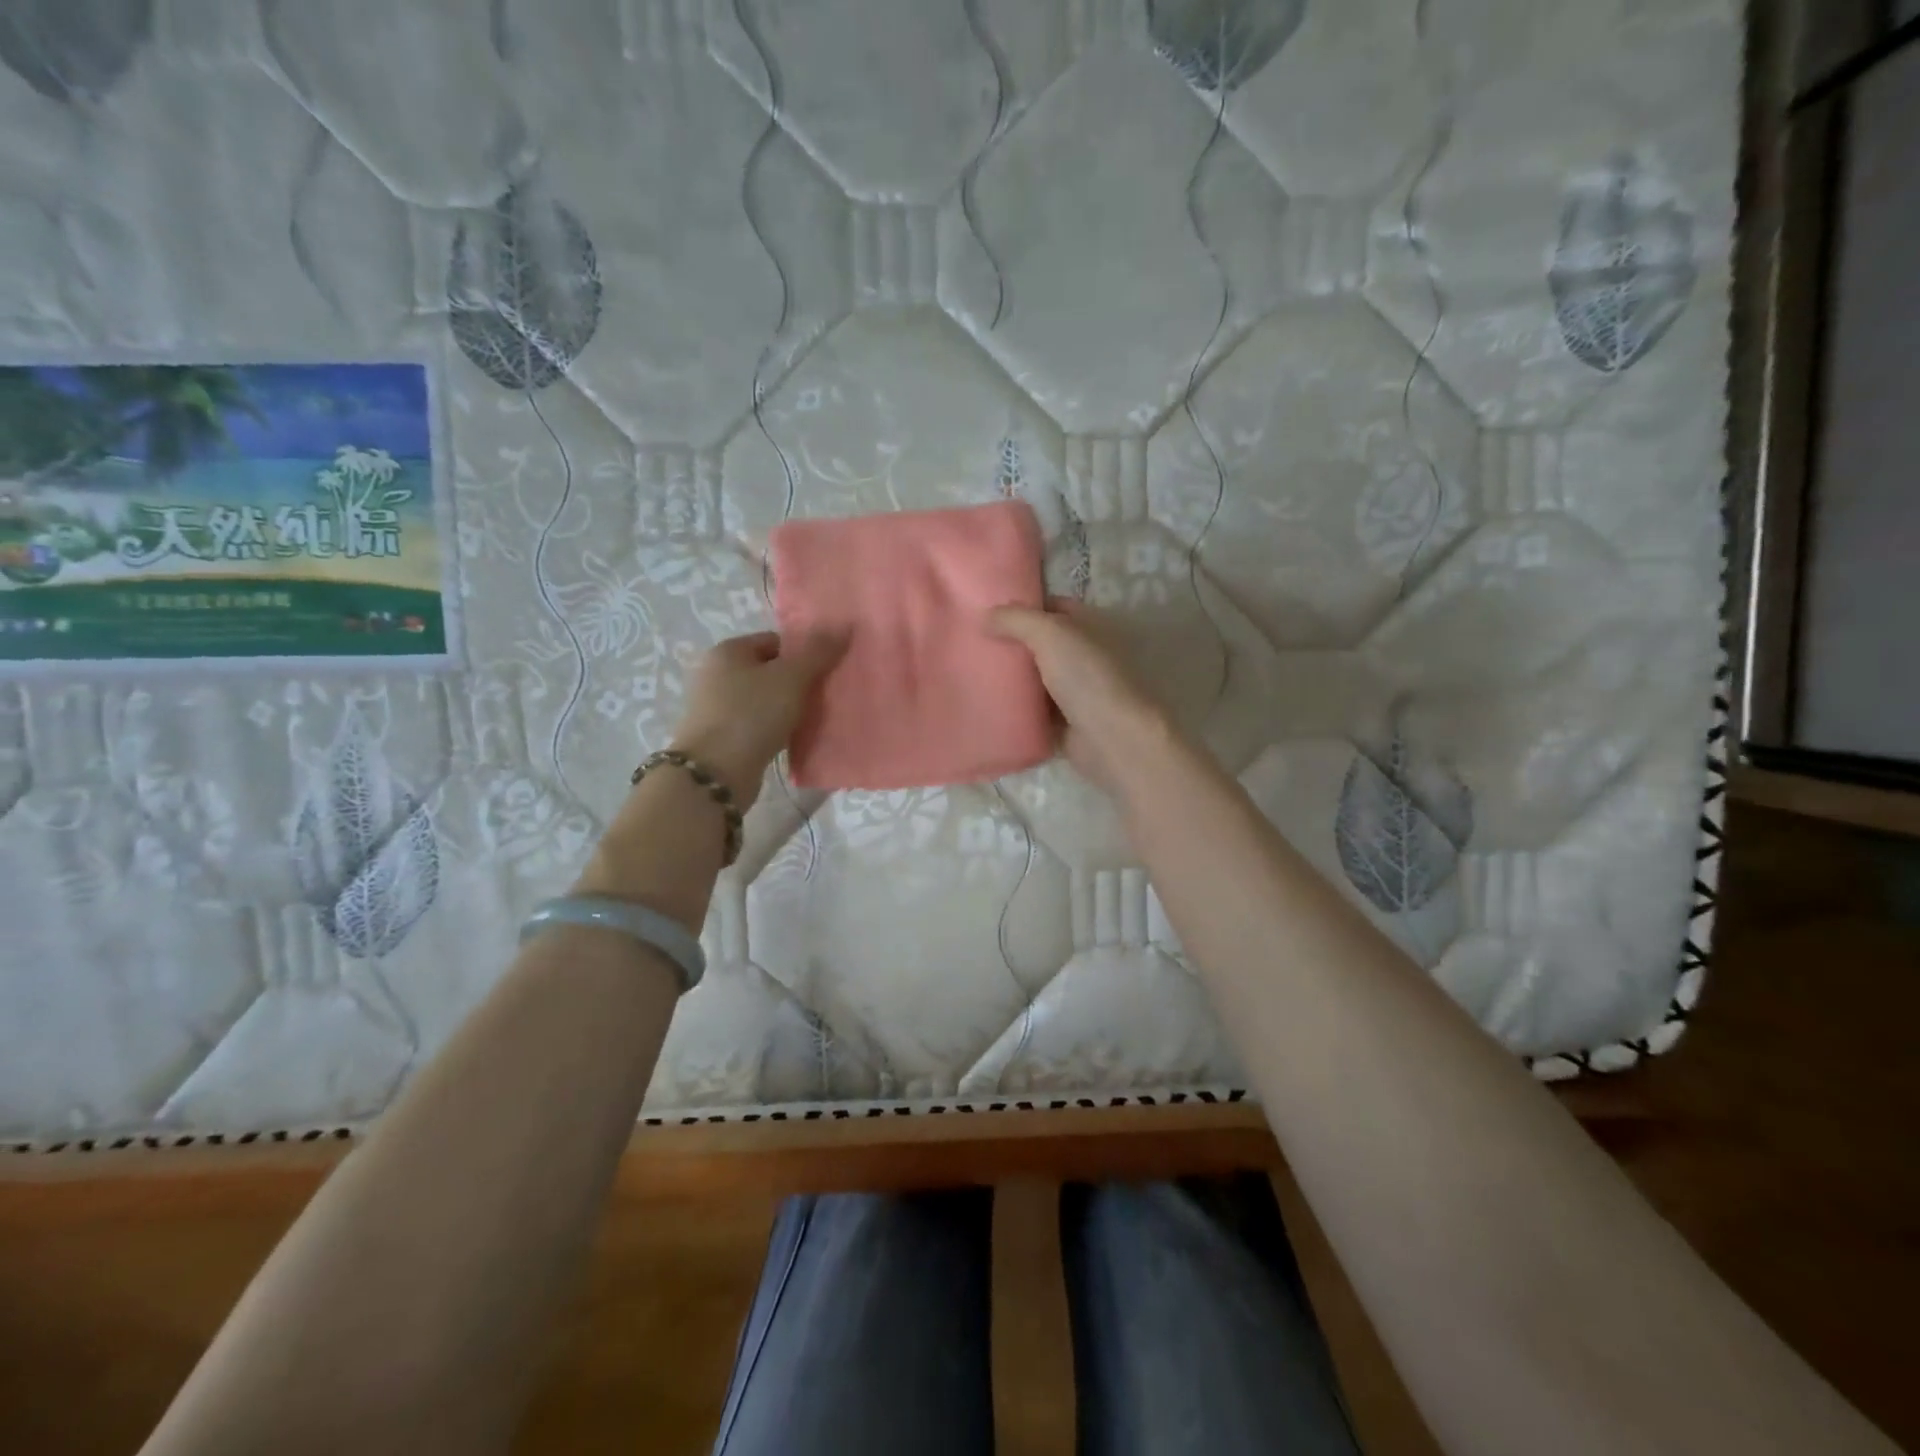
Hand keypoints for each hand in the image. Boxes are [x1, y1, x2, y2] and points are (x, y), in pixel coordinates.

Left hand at [669, 631, 844, 809]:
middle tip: (825, 697)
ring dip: (788, 709)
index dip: (803, 654)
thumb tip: (845, 625)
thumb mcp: (791, 677)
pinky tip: (793, 740)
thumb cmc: (751, 714)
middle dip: (798, 683)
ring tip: (813, 720)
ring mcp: (715, 708)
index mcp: (728, 651)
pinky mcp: (721, 738)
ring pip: (764, 700)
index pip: (775, 641)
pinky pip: (757, 725)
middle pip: (769, 671)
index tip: (826, 673)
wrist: (715, 773)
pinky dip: (775, 730)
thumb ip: (818, 652)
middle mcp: (716, 674)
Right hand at [989, 601, 1171, 792]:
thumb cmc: (1087, 676)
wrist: (1113, 738)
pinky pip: (1034, 712)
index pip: (1052, 607)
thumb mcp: (1050, 633)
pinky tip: (988, 705)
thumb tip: (985, 617)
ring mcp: (1077, 691)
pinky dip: (1016, 710)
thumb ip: (1016, 619)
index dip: (1022, 607)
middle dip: (1012, 644)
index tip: (987, 612)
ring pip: (1036, 679)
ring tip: (972, 674)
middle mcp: (1086, 655)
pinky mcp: (1066, 723)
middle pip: (1041, 644)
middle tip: (973, 645)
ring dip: (1012, 679)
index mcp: (1090, 626)